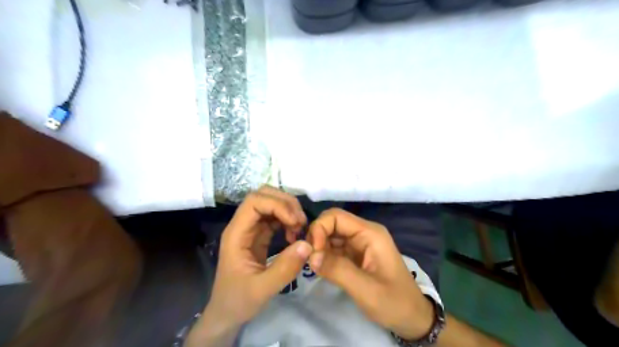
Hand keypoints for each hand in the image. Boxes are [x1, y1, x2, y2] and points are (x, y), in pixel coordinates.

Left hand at [205, 185, 311, 326]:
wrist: (227, 313)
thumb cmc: (238, 301)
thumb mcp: (262, 290)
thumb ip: (285, 268)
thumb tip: (307, 244)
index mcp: (236, 234)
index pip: (254, 202)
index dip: (277, 205)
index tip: (295, 222)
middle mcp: (243, 225)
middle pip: (263, 195)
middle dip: (285, 203)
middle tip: (301, 222)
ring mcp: (251, 229)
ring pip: (270, 203)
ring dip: (288, 210)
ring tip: (300, 228)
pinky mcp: (259, 235)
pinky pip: (275, 217)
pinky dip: (288, 220)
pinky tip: (295, 234)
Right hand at [307, 208, 430, 340]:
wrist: (412, 317)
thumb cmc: (394, 302)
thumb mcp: (366, 289)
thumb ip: (337, 270)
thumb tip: (310, 256)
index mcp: (370, 233)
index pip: (336, 216)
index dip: (320, 228)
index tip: (312, 252)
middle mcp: (363, 233)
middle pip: (332, 223)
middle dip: (317, 237)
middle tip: (309, 259)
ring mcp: (359, 243)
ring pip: (331, 235)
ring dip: (319, 247)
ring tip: (313, 265)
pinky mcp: (355, 255)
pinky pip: (334, 248)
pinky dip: (324, 255)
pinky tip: (320, 267)